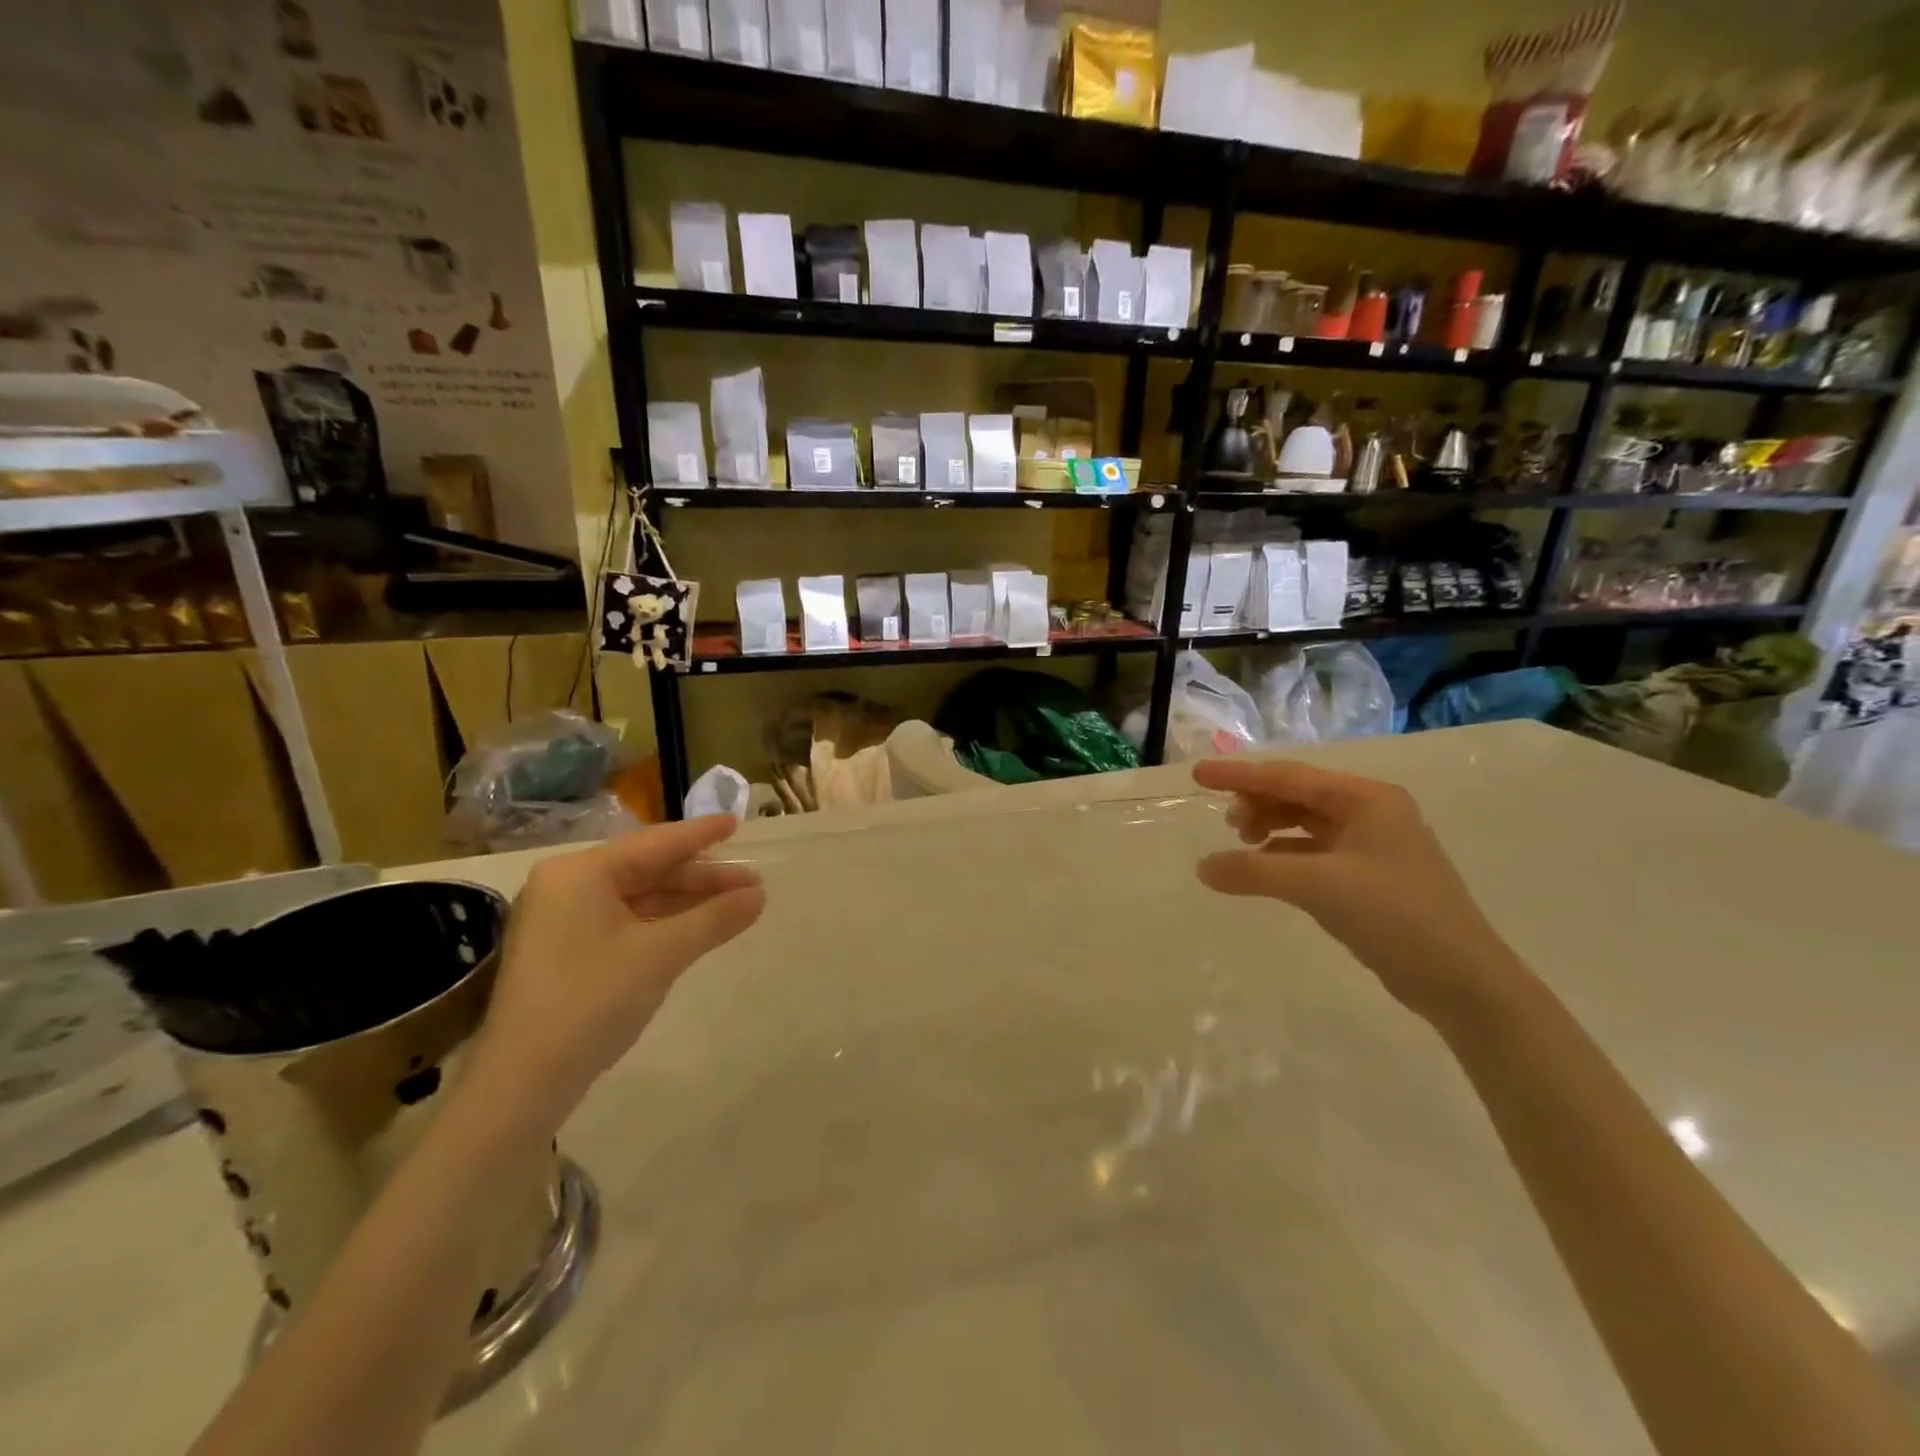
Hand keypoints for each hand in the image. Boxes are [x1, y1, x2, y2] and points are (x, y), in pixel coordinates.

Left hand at [467, 817, 764, 1131]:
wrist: (522, 1084)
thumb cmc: (590, 1003)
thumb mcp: (660, 955)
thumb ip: (714, 919)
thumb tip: (759, 895)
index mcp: (580, 873)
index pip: (655, 844)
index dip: (701, 834)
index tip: (738, 822)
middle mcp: (567, 886)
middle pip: (648, 869)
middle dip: (701, 877)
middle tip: (752, 882)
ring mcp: (563, 920)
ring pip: (639, 897)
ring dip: (686, 901)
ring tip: (736, 904)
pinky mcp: (566, 950)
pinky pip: (626, 921)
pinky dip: (664, 922)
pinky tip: (696, 927)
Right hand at [1192, 757, 1522, 1024]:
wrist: (1462, 981)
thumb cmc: (1395, 914)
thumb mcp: (1318, 885)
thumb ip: (1254, 872)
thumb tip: (1202, 868)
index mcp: (1367, 798)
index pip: (1289, 777)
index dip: (1239, 775)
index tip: (1197, 775)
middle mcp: (1371, 813)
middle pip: (1297, 796)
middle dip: (1257, 803)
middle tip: (1225, 823)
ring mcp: (1372, 846)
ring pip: (1305, 824)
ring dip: (1270, 829)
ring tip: (1241, 843)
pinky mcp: (1368, 878)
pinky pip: (1313, 853)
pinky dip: (1284, 857)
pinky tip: (1263, 870)